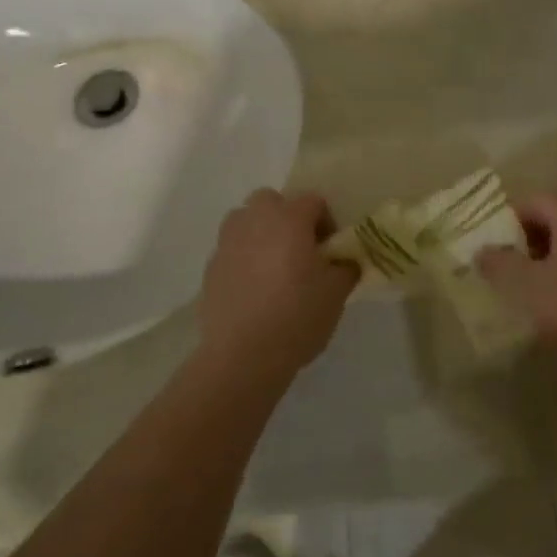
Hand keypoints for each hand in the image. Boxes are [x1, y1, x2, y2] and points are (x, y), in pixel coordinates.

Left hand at [196, 189, 357, 379]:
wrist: (243, 355)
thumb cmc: (297, 316)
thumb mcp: (336, 293)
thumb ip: (346, 267)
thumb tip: (344, 260)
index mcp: (289, 219)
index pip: (313, 201)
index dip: (326, 221)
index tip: (330, 250)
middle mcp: (255, 221)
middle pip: (271, 200)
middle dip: (287, 217)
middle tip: (300, 249)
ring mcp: (228, 242)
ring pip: (245, 220)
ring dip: (260, 232)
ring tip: (273, 265)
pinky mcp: (211, 267)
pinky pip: (232, 249)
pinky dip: (243, 258)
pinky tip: (254, 289)